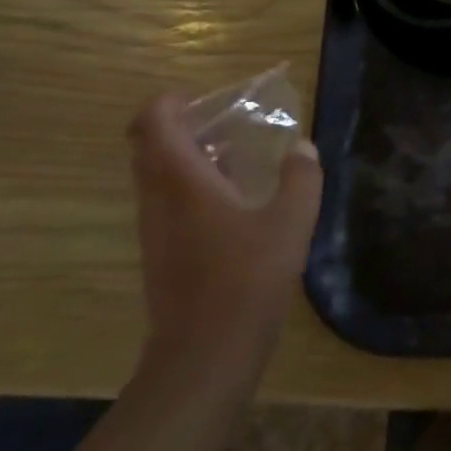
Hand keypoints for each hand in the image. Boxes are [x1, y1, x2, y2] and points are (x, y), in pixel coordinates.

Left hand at [128, 93, 322, 389]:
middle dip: (181, 125)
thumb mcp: (292, 221)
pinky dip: (192, 185)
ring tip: (238, 154)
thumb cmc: (248, 279)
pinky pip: (167, 201)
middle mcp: (159, 200)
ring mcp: (156, 229)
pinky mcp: (162, 254)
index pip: (152, 124)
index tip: (205, 96)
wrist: (206, 354)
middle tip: (226, 120)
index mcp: (183, 183)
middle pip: (148, 146)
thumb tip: (302, 148)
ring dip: (189, 155)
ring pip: (156, 175)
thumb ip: (301, 177)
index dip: (170, 101)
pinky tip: (236, 200)